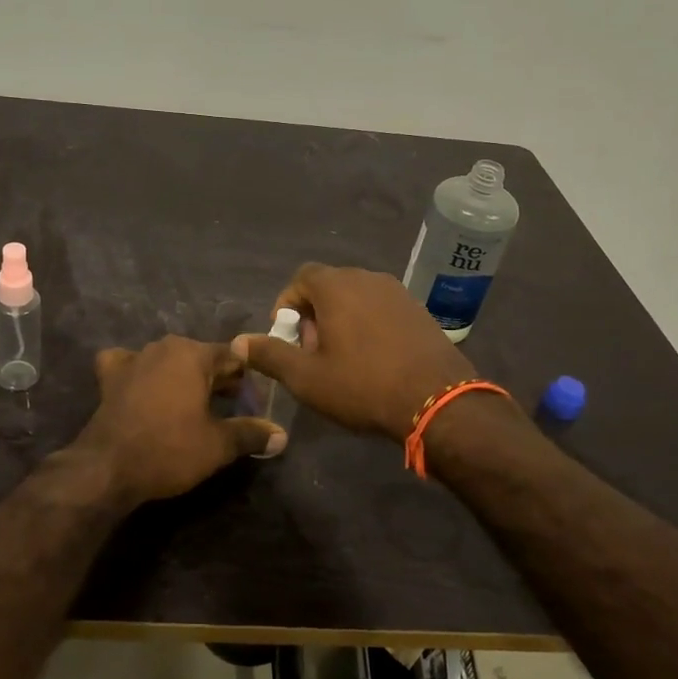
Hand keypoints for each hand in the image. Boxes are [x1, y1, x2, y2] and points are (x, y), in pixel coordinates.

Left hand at [73, 336, 285, 505]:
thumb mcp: (218, 445)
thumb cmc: (169, 449)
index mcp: (193, 354)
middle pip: (201, 357)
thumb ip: (251, 434)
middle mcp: (163, 347)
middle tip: (230, 409)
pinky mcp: (109, 377)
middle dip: (217, 379)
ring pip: (168, 361)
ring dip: (182, 377)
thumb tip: (282, 436)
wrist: (108, 467)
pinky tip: (141, 387)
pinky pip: (129, 365)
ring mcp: (133, 359)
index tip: (254, 403)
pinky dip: (138, 373)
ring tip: (192, 406)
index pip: (232, 357)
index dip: (247, 380)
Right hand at [232, 264, 474, 440]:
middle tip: (311, 352)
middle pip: (328, 286)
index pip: (300, 278)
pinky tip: (373, 359)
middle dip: (312, 314)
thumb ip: (270, 355)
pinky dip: (367, 324)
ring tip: (341, 358)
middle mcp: (367, 278)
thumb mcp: (306, 378)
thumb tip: (239, 343)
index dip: (286, 304)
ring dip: (340, 319)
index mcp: (336, 286)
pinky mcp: (419, 310)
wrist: (438, 401)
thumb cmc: (363, 385)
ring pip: (356, 297)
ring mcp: (397, 292)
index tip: (286, 337)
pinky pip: (381, 308)